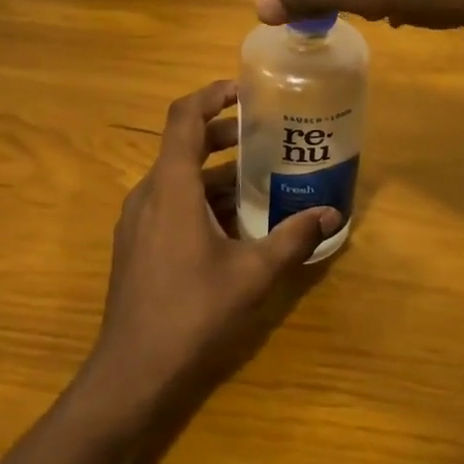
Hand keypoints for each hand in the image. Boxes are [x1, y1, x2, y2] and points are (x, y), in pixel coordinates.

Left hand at [83, 81, 340, 413]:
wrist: (133, 372)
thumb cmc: (193, 312)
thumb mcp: (252, 274)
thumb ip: (293, 238)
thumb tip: (331, 214)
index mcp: (171, 186)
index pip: (184, 117)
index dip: (211, 95)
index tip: (244, 92)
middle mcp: (148, 194)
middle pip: (183, 147)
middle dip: (223, 138)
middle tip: (264, 138)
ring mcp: (137, 221)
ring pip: (177, 180)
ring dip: (214, 176)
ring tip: (258, 184)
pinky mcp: (136, 246)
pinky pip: (169, 206)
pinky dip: (199, 202)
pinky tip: (231, 229)